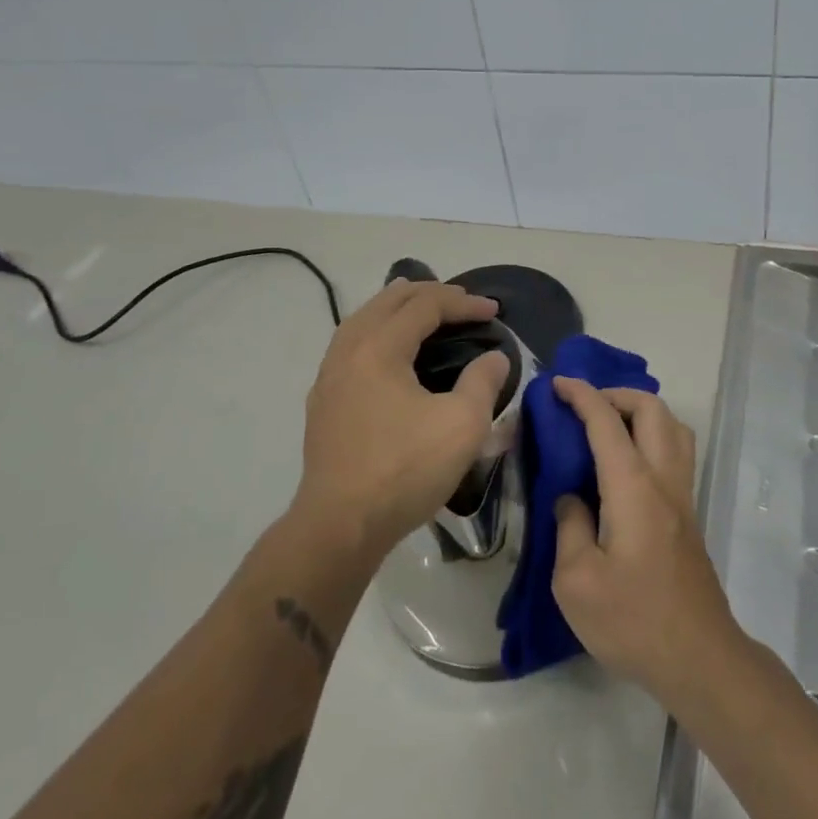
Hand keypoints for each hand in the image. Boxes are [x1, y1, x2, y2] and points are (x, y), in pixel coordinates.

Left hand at [295, 279, 509, 562]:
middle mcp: (348, 350)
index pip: (425, 306)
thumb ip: (483, 381)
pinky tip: (386, 349)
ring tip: (419, 306)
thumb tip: (494, 358)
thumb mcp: (462, 425)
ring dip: (396, 307)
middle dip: (428, 294)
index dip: (463, 302)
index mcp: (379, 348)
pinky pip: (351, 343)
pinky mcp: (323, 401)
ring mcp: (329, 376)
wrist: (340, 525)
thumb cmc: (405, 470)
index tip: (494, 311)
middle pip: (388, 302)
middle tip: (462, 301)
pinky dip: (376, 330)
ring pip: (363, 320)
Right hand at [550, 378, 741, 703]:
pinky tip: (626, 464)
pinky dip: (652, 436)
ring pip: (673, 427)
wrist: (698, 658)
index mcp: (633, 487)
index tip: (557, 385)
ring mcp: (683, 496)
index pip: (606, 421)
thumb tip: (572, 498)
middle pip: (652, 409)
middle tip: (583, 407)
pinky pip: (676, 452)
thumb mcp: (576, 581)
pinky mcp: (689, 516)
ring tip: (608, 427)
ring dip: (641, 412)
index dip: (581, 395)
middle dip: (616, 394)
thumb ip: (569, 526)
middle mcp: (664, 480)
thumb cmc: (633, 621)